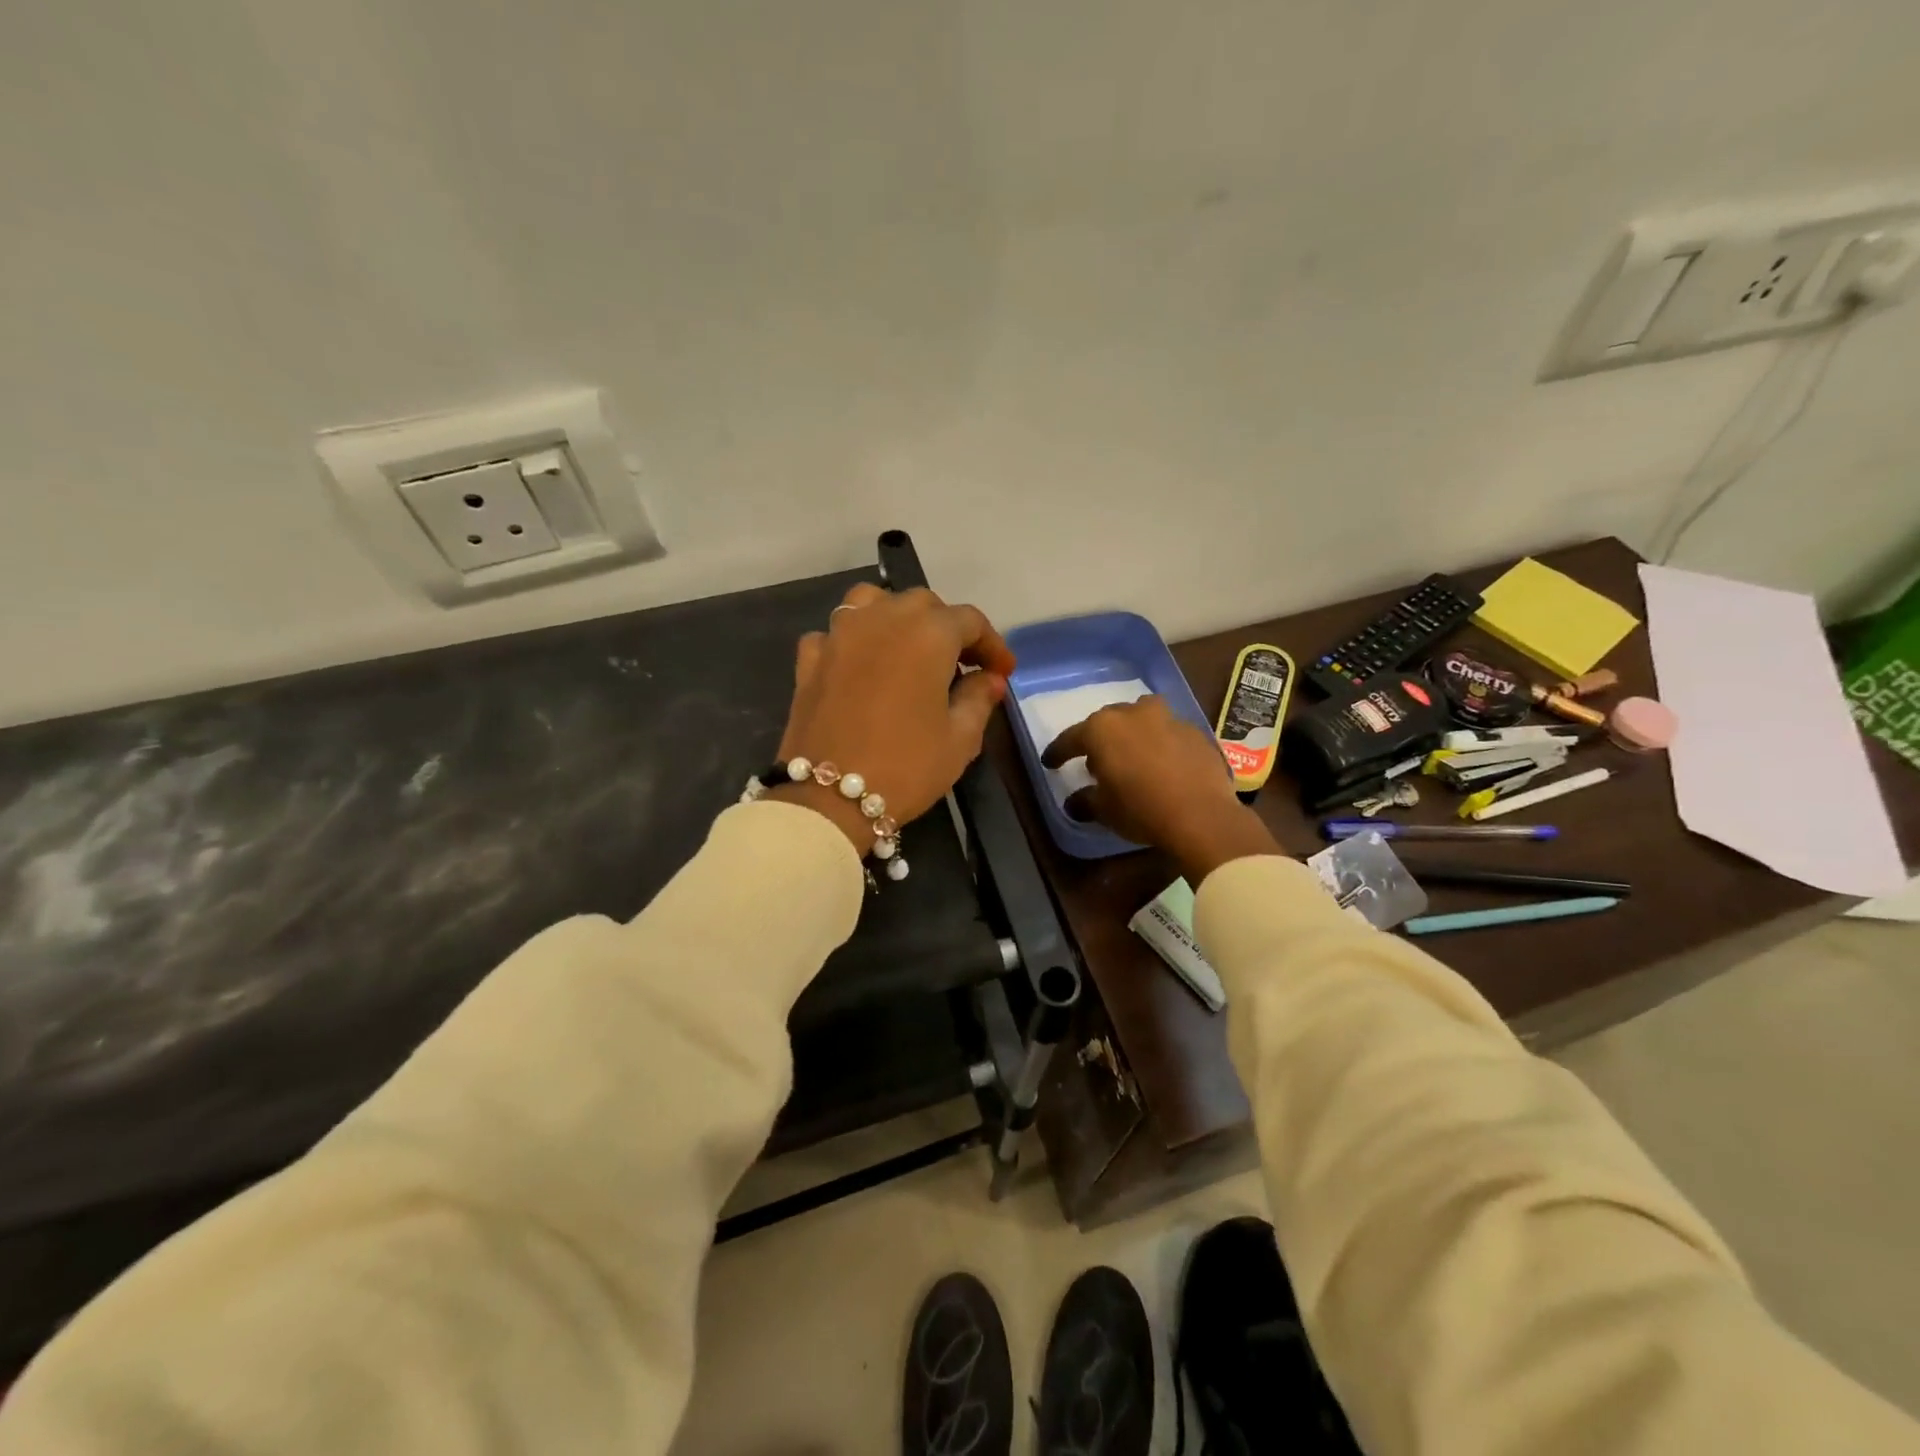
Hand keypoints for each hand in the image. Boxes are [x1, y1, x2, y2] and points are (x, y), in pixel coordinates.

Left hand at [768, 583, 1016, 853]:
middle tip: (961, 665)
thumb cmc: (906, 767)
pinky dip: (854, 642)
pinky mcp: (810, 658)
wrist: (829, 798)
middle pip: (923, 604)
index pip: (970, 622)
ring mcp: (840, 634)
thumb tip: (989, 678)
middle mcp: (884, 619)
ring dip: (896, 619)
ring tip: (908, 650)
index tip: (1002, 672)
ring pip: (873, 603)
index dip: (992, 645)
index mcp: (928, 633)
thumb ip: (978, 699)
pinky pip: (837, 634)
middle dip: (947, 628)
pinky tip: (862, 667)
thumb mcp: (959, 739)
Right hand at [1040, 696, 1280, 882]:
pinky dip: (1161, 743)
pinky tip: (1164, 764)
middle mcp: (1132, 714)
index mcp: (1101, 729)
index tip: (1050, 763)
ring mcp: (1168, 719)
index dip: (1058, 752)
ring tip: (1133, 754)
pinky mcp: (1195, 732)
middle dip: (1099, 739)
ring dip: (1133, 731)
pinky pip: (1169, 733)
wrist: (1202, 815)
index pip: (1071, 738)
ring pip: (1142, 717)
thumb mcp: (1104, 810)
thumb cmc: (1141, 809)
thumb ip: (1085, 801)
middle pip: (1107, 722)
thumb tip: (1075, 802)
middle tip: (1095, 761)